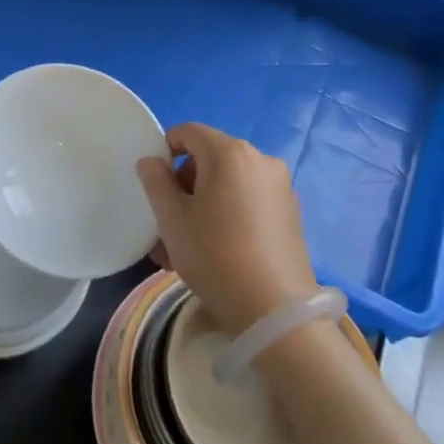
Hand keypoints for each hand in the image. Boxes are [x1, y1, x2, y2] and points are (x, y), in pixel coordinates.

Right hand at [136, 123, 318, 336]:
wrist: (275, 311)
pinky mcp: (291, 212)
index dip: (165, 150)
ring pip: (228, 184)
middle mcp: (260, 160)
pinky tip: (217, 251)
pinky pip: (248, 200)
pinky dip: (228, 214)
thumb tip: (152, 161)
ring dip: (203, 205)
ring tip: (186, 248)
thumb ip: (156, 182)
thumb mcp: (172, 220)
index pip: (188, 132)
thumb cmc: (215, 256)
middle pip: (210, 158)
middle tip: (168, 224)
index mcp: (230, 153)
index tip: (155, 185)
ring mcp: (280, 186)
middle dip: (184, 185)